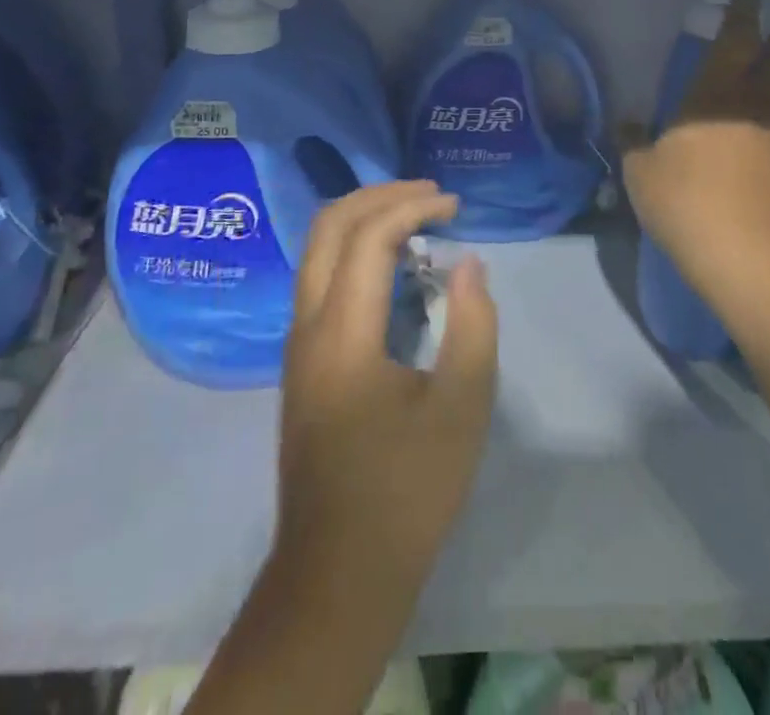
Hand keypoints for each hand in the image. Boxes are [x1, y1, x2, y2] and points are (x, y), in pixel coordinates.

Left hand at [274, 181, 498, 601]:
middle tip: (431, 195)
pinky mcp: (302, 363)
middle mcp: (307, 327)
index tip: (455, 206)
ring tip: (416, 218)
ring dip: (363, 219)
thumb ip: (473, 325)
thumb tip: (468, 263)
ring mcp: (297, 345)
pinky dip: (354, 249)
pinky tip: (393, 266)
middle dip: (379, 196)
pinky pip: (320, 278)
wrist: (337, 575)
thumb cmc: (407, 491)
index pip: (368, 237)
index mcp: (343, 334)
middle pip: (328, 227)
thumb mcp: (462, 408)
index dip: (412, 207)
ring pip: (316, 250)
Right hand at [622, 0, 769, 295]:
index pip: (737, 40)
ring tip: (749, 92)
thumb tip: (627, 124)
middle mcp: (753, 108)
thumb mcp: (642, 173)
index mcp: (715, 95)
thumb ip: (633, 144)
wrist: (750, 259)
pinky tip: (745, 142)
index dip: (743, 12)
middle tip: (767, 39)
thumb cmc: (688, 202)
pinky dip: (765, 125)